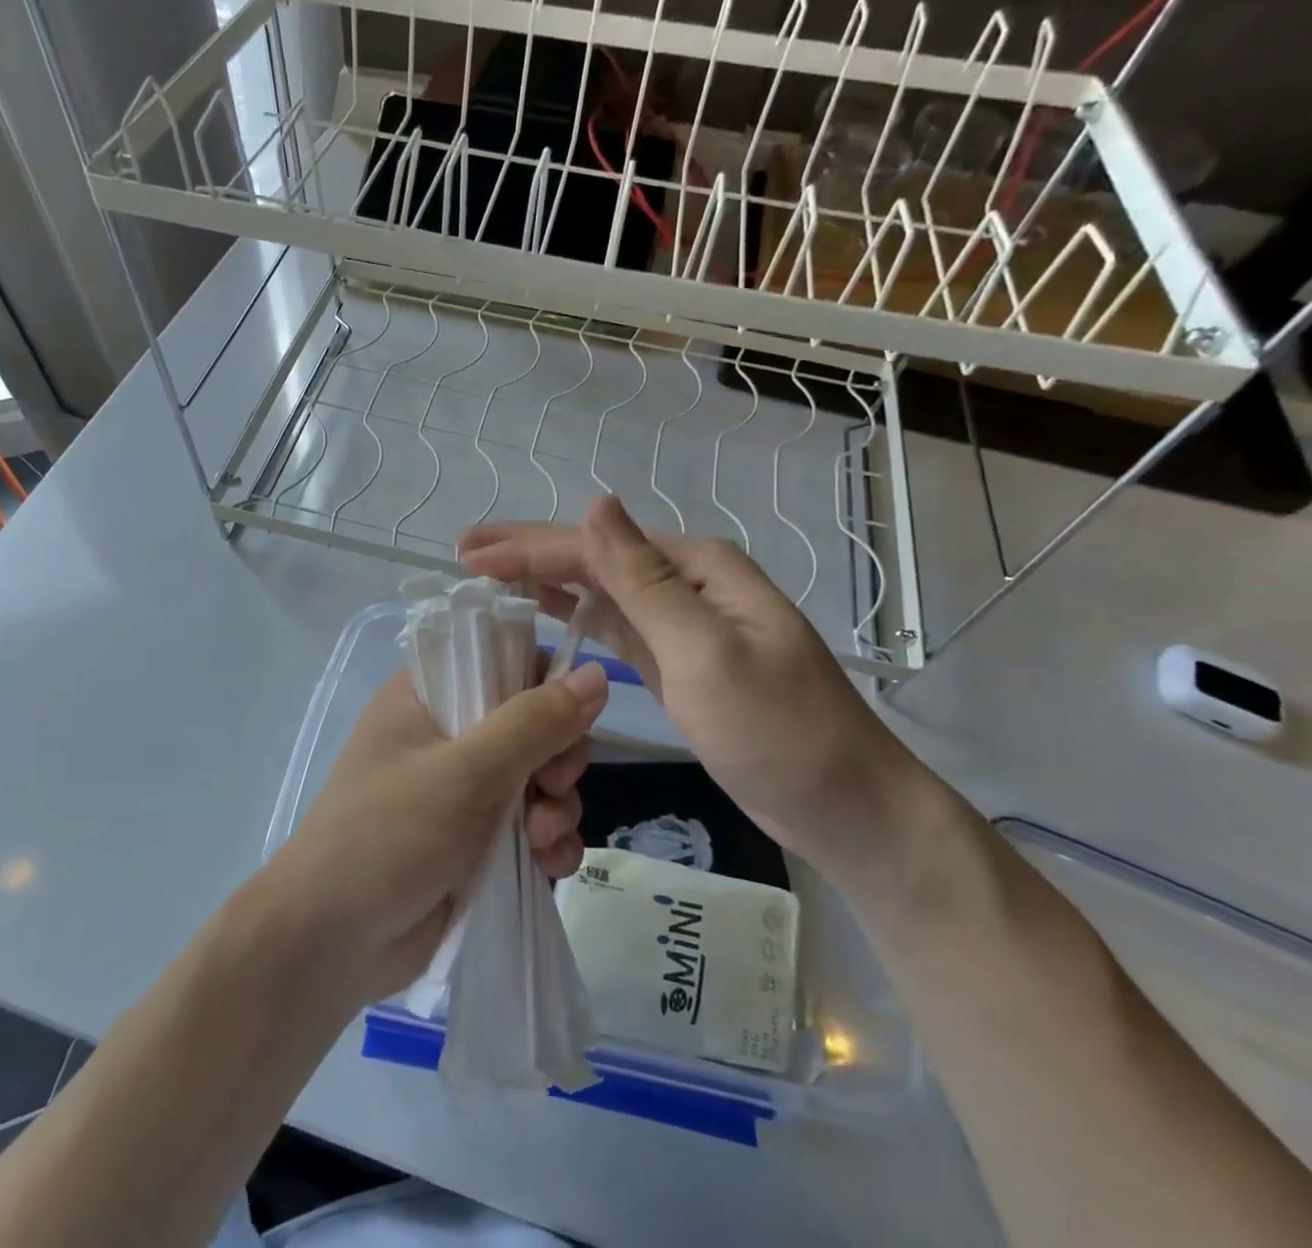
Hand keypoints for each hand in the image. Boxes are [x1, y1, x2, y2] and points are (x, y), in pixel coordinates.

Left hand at [266, 664, 607, 1005]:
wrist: (330, 946)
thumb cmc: (389, 835)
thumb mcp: (466, 772)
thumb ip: (534, 722)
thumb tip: (597, 673)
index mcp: (427, 695)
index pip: (502, 660)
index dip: (544, 684)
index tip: (566, 720)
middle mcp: (446, 733)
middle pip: (532, 722)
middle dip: (556, 759)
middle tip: (550, 788)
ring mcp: (461, 789)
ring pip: (539, 777)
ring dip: (557, 807)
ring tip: (543, 841)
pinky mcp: (475, 840)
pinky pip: (533, 825)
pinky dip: (549, 842)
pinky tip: (550, 866)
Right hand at [460, 495, 911, 873]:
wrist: (844, 806)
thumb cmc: (778, 732)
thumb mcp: (706, 653)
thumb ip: (646, 581)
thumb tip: (597, 505)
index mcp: (698, 567)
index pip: (599, 547)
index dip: (531, 547)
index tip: (471, 554)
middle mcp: (688, 582)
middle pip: (595, 559)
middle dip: (530, 551)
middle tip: (466, 549)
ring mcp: (682, 622)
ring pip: (600, 590)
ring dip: (546, 578)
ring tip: (490, 571)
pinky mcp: (675, 660)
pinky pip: (615, 625)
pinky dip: (576, 613)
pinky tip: (545, 607)